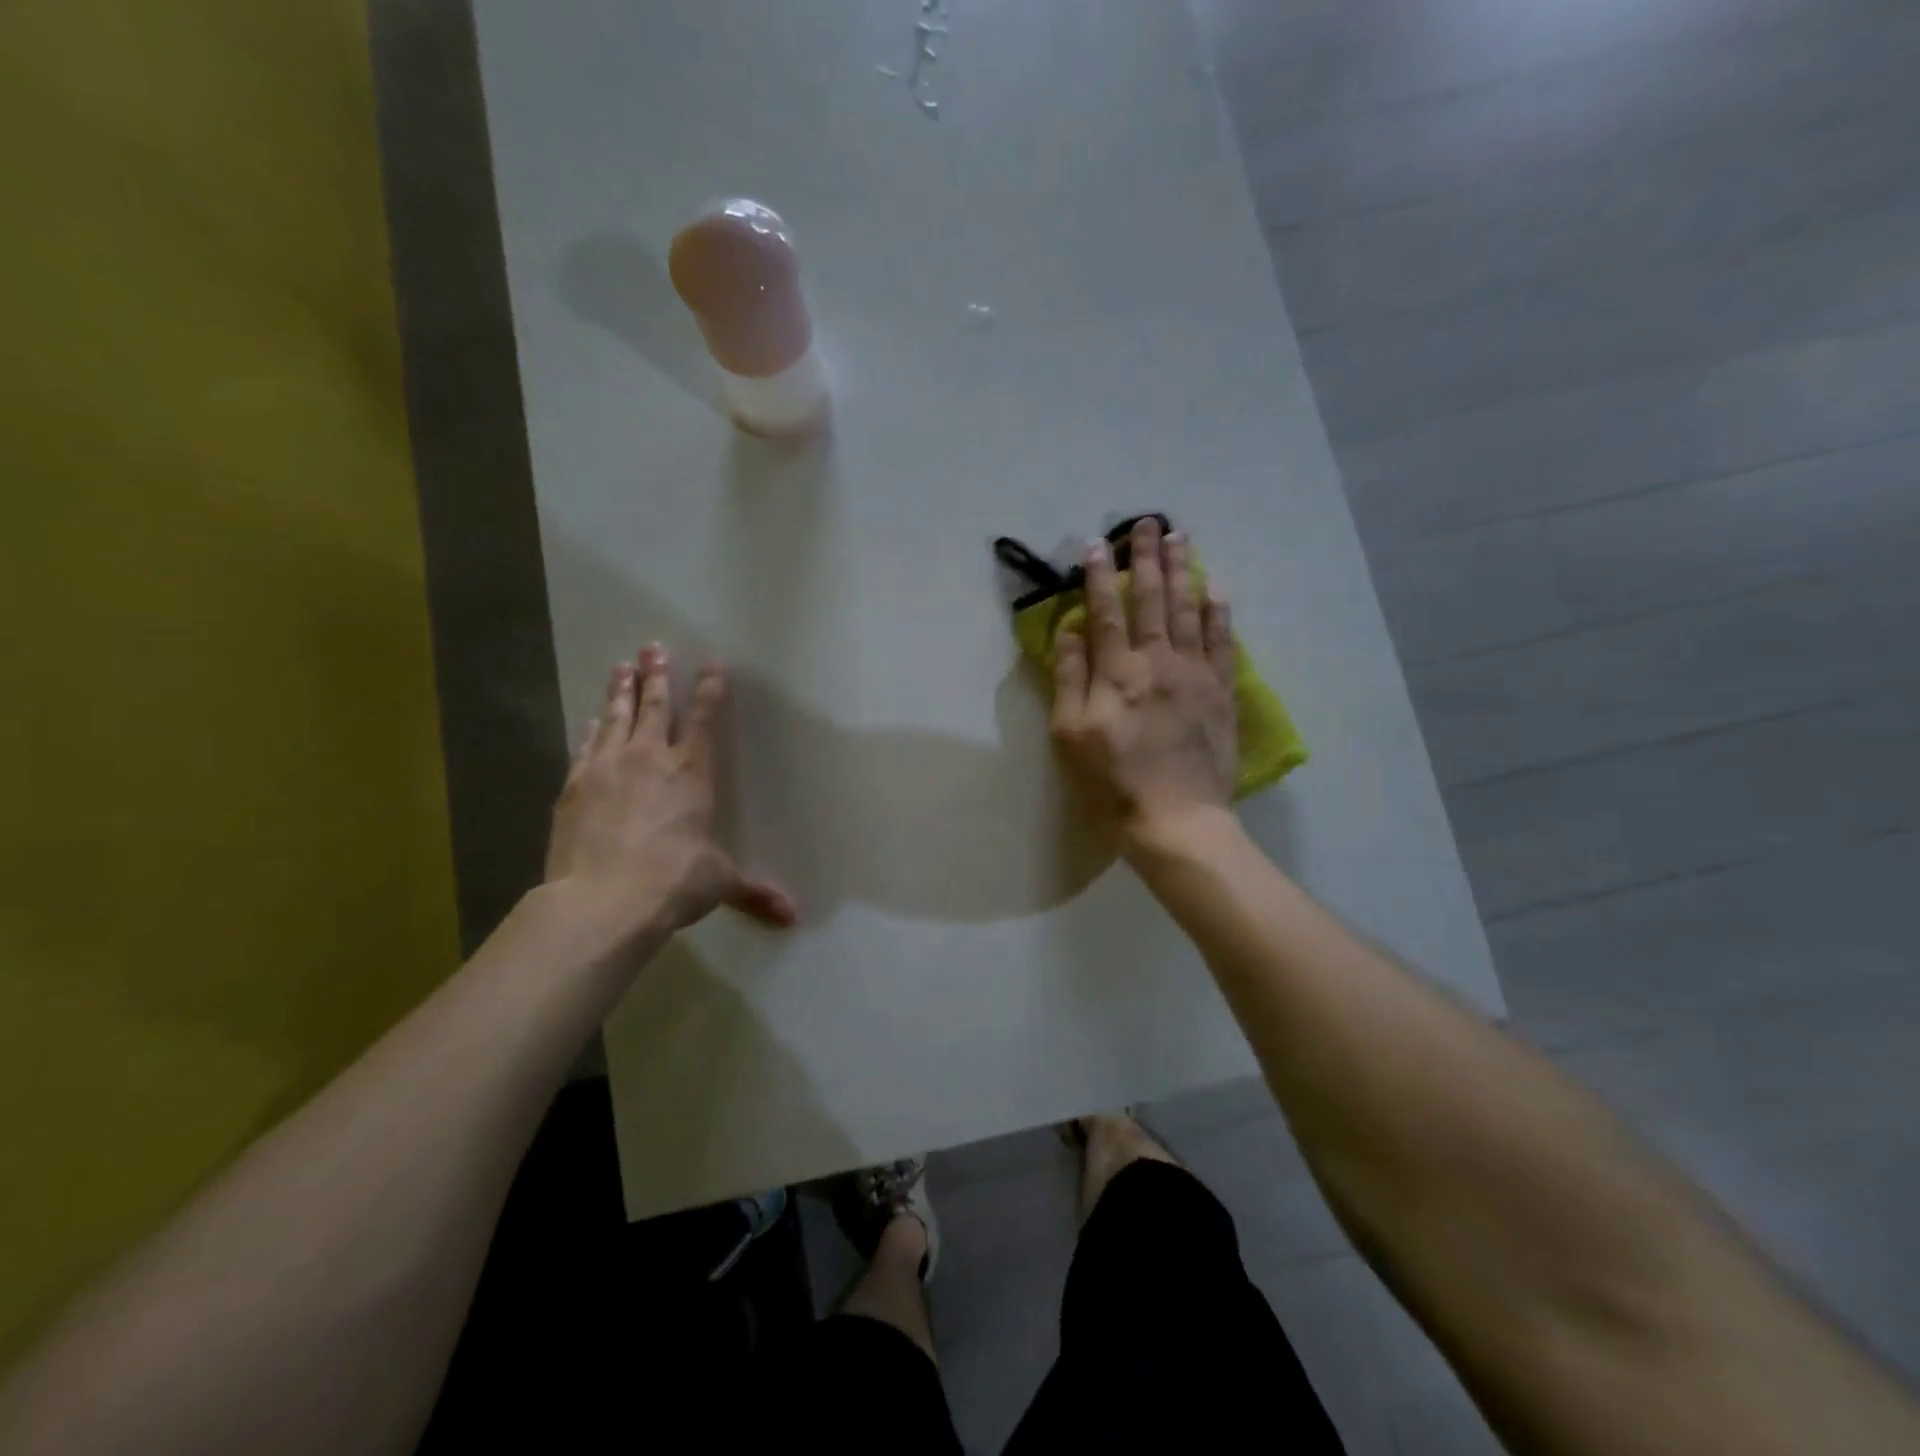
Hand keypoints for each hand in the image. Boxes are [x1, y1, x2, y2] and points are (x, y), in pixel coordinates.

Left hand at [545, 644, 796, 950]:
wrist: (601, 901)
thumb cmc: (672, 882)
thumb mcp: (718, 884)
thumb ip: (753, 892)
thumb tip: (792, 915)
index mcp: (691, 773)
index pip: (703, 719)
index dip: (709, 690)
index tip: (712, 665)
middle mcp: (650, 759)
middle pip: (653, 706)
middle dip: (656, 675)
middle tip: (653, 648)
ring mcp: (608, 768)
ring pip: (615, 717)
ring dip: (620, 690)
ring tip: (621, 666)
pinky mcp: (575, 786)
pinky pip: (586, 746)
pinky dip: (590, 729)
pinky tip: (590, 720)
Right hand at [1049, 518, 1238, 848]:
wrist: (1176, 818)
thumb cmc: (1112, 782)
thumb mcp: (1070, 735)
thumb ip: (1071, 679)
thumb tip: (1070, 631)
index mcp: (1117, 672)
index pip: (1106, 611)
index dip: (1099, 576)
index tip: (1096, 543)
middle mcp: (1158, 662)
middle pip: (1152, 600)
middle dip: (1148, 559)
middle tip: (1149, 522)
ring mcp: (1195, 675)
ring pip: (1189, 611)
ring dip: (1184, 572)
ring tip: (1182, 539)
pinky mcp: (1221, 693)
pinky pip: (1223, 644)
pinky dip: (1220, 615)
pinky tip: (1218, 590)